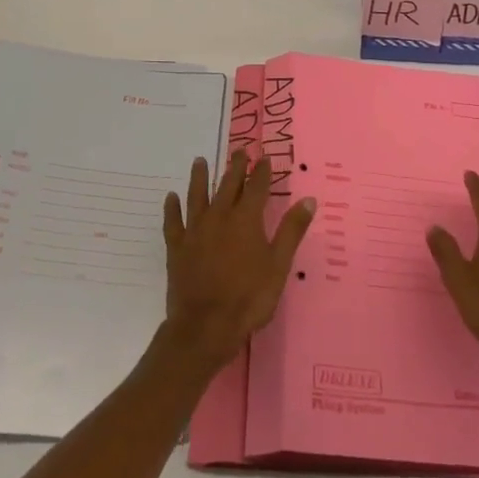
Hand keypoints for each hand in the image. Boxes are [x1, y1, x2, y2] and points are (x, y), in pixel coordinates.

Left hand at [161, 149, 315, 373]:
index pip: (257, 188)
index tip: (265, 158)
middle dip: (236, 167)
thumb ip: (292, 231)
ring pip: (197, 196)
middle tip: (239, 151)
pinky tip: (171, 198)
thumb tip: (308, 200)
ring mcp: (195, 230)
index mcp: (246, 220)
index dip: (262, 172)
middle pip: (228, 185)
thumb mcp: (278, 266)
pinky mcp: (177, 247)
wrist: (205, 326)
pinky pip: (173, 222)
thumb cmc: (248, 298)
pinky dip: (172, 208)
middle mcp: (220, 217)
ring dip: (200, 177)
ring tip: (201, 161)